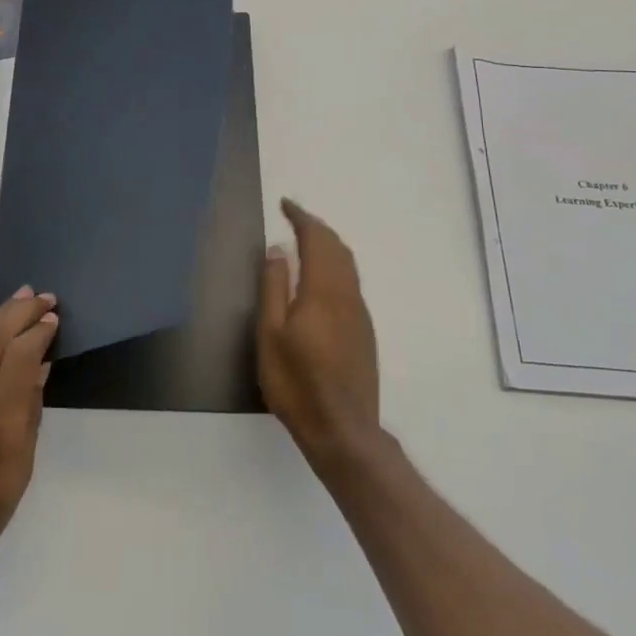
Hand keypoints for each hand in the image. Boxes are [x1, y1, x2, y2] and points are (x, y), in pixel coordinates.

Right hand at [257, 199, 380, 465]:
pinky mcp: (364, 332)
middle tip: (294, 218)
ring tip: (306, 241)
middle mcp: (348, 296)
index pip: (317, 240)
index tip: (285, 205)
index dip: (302, 218)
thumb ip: (274, 287)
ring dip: (328, 246)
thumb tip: (278, 249)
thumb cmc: (296, 382)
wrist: (343, 430)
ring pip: (348, 266)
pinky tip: (320, 279)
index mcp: (324, 291)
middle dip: (317, 228)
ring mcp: (360, 315)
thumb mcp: (270, 334)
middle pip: (338, 249)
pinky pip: (351, 283)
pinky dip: (335, 266)